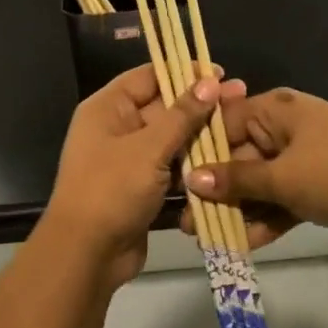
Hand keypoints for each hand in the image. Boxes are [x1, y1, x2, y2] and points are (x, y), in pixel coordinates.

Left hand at [44, 64, 245, 286]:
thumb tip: (210, 81)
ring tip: (240, 126)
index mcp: (108, 108)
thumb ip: (182, 114)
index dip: (184, 71)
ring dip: (201, 135)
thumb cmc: (112, 189)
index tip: (220, 72)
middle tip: (241, 96)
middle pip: (163, 106)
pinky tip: (226, 159)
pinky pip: (171, 167)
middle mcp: (116, 127)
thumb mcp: (149, 147)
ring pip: (171, 138)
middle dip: (200, 104)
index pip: (149, 76)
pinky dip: (193, 165)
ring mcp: (128, 159)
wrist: (86, 256)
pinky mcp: (141, 187)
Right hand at [182, 88, 327, 247]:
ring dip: (238, 210)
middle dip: (216, 191)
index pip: (224, 124)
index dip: (199, 153)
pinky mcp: (318, 186)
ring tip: (207, 240)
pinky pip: (282, 199)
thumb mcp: (282, 176)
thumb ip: (237, 180)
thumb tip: (192, 179)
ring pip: (260, 183)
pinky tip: (242, 245)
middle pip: (241, 157)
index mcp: (275, 110)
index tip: (175, 181)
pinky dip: (266, 218)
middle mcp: (286, 128)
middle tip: (189, 222)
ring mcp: (303, 158)